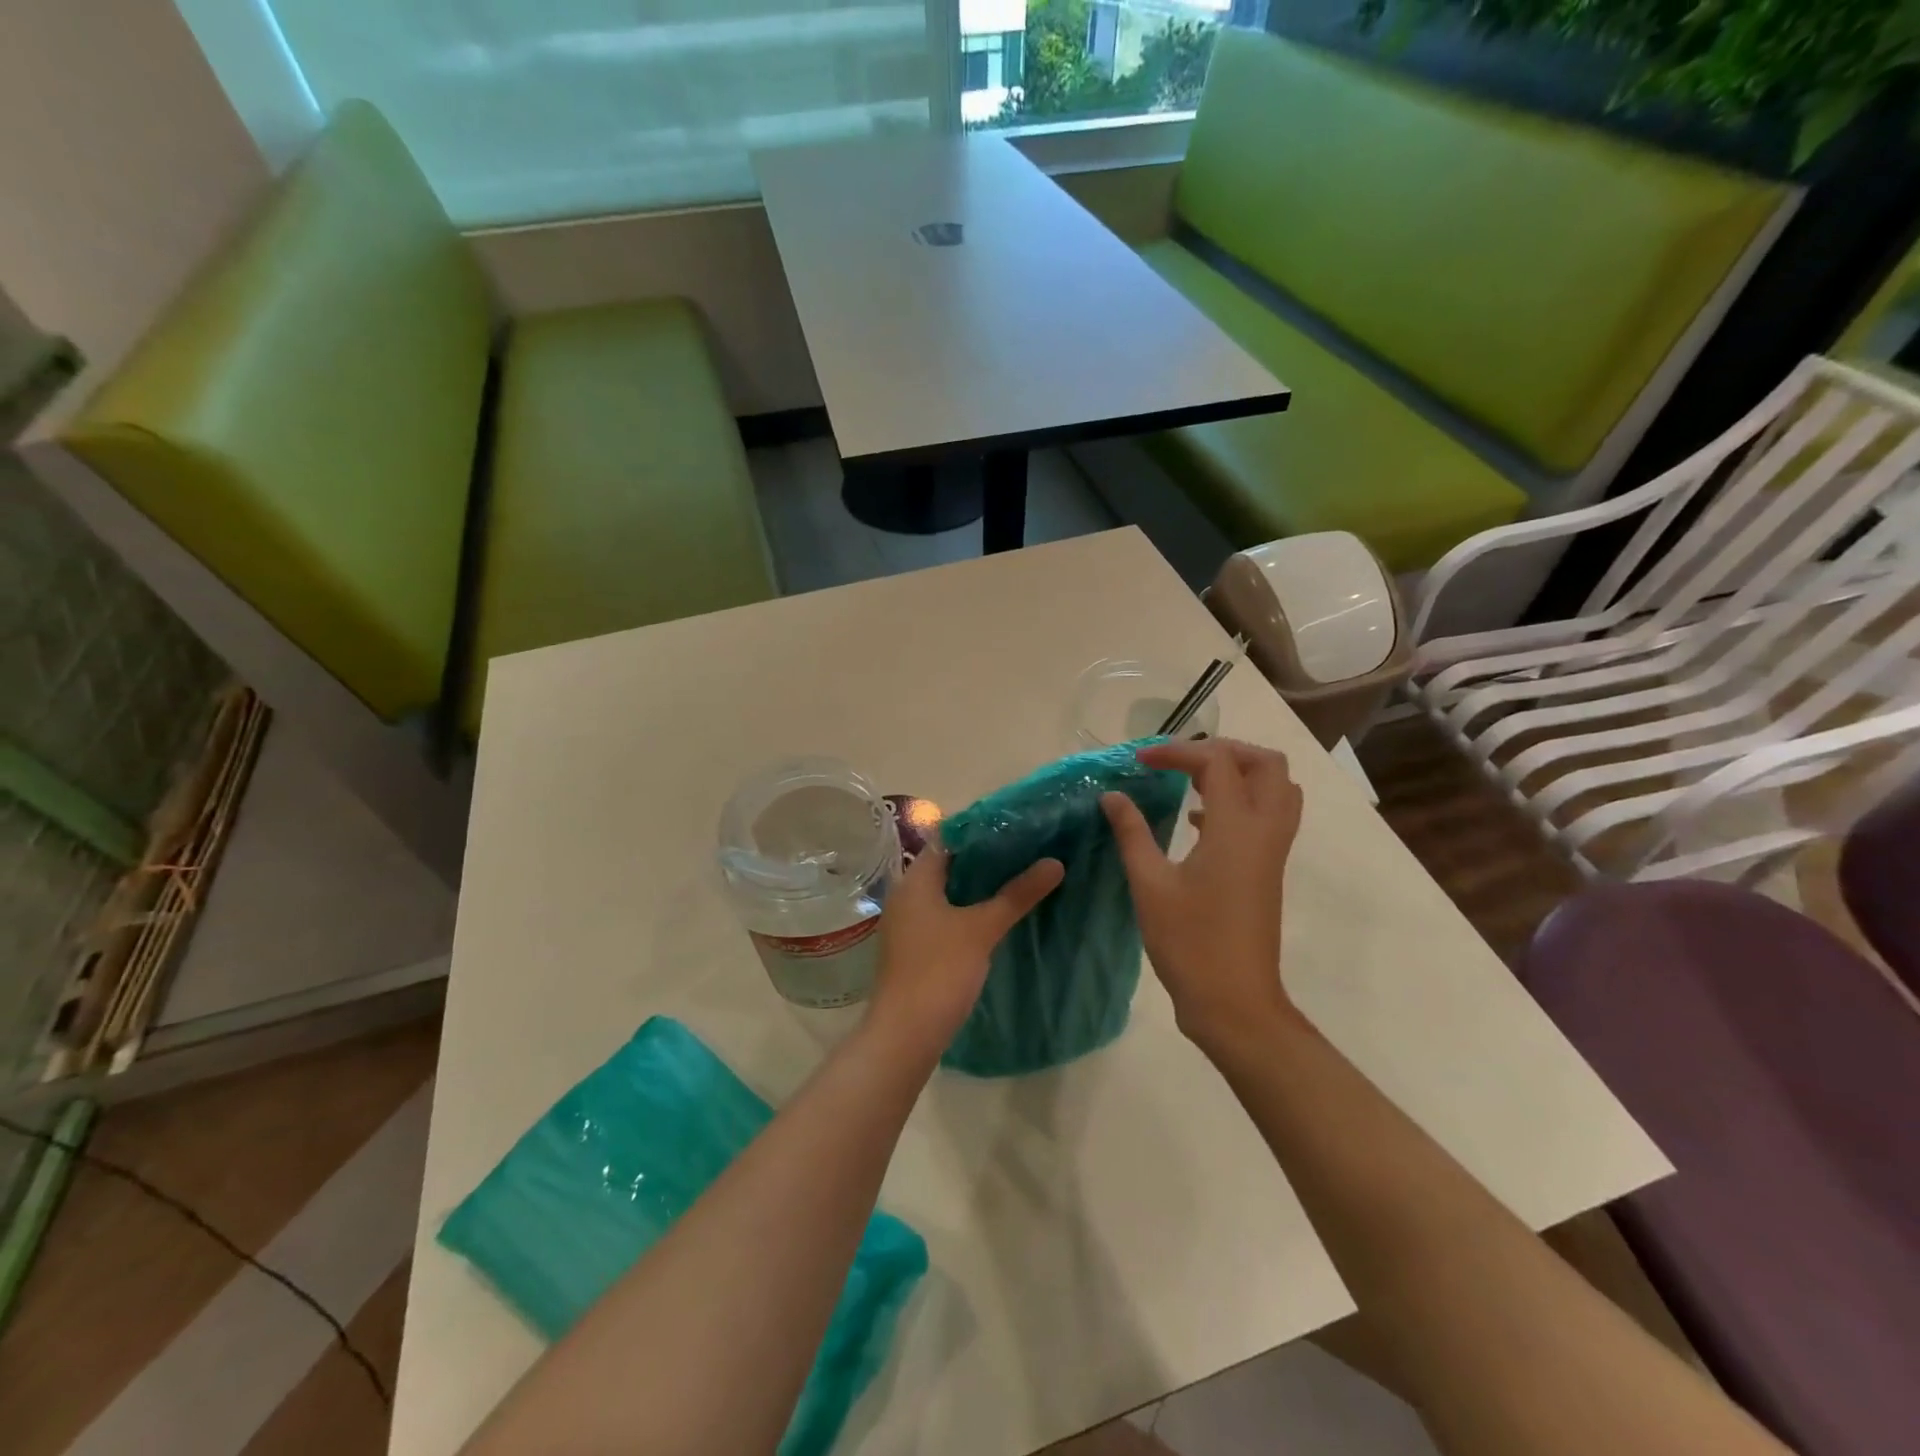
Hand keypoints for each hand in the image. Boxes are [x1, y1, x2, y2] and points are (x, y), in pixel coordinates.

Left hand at [867, 846, 1063, 1059]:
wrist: (905, 1035)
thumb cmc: (940, 970)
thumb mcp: (982, 929)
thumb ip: (1017, 894)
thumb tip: (1055, 862)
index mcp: (915, 880)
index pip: (947, 839)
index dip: (980, 831)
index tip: (1016, 827)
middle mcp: (906, 895)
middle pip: (948, 865)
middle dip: (985, 860)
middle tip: (1026, 851)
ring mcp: (908, 923)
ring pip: (948, 893)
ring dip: (978, 887)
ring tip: (1019, 878)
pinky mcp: (915, 948)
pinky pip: (944, 915)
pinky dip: (969, 910)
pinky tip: (997, 916)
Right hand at [1101, 738, 1304, 1052]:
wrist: (1235, 1002)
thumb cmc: (1190, 942)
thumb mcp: (1150, 884)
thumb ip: (1132, 833)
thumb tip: (1112, 796)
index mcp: (1236, 828)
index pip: (1215, 763)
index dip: (1176, 752)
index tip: (1139, 761)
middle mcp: (1264, 831)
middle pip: (1266, 764)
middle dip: (1224, 750)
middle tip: (1181, 760)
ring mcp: (1272, 852)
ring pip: (1277, 789)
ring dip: (1240, 774)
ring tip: (1192, 781)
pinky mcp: (1268, 871)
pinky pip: (1268, 817)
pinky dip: (1240, 802)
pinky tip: (1197, 820)